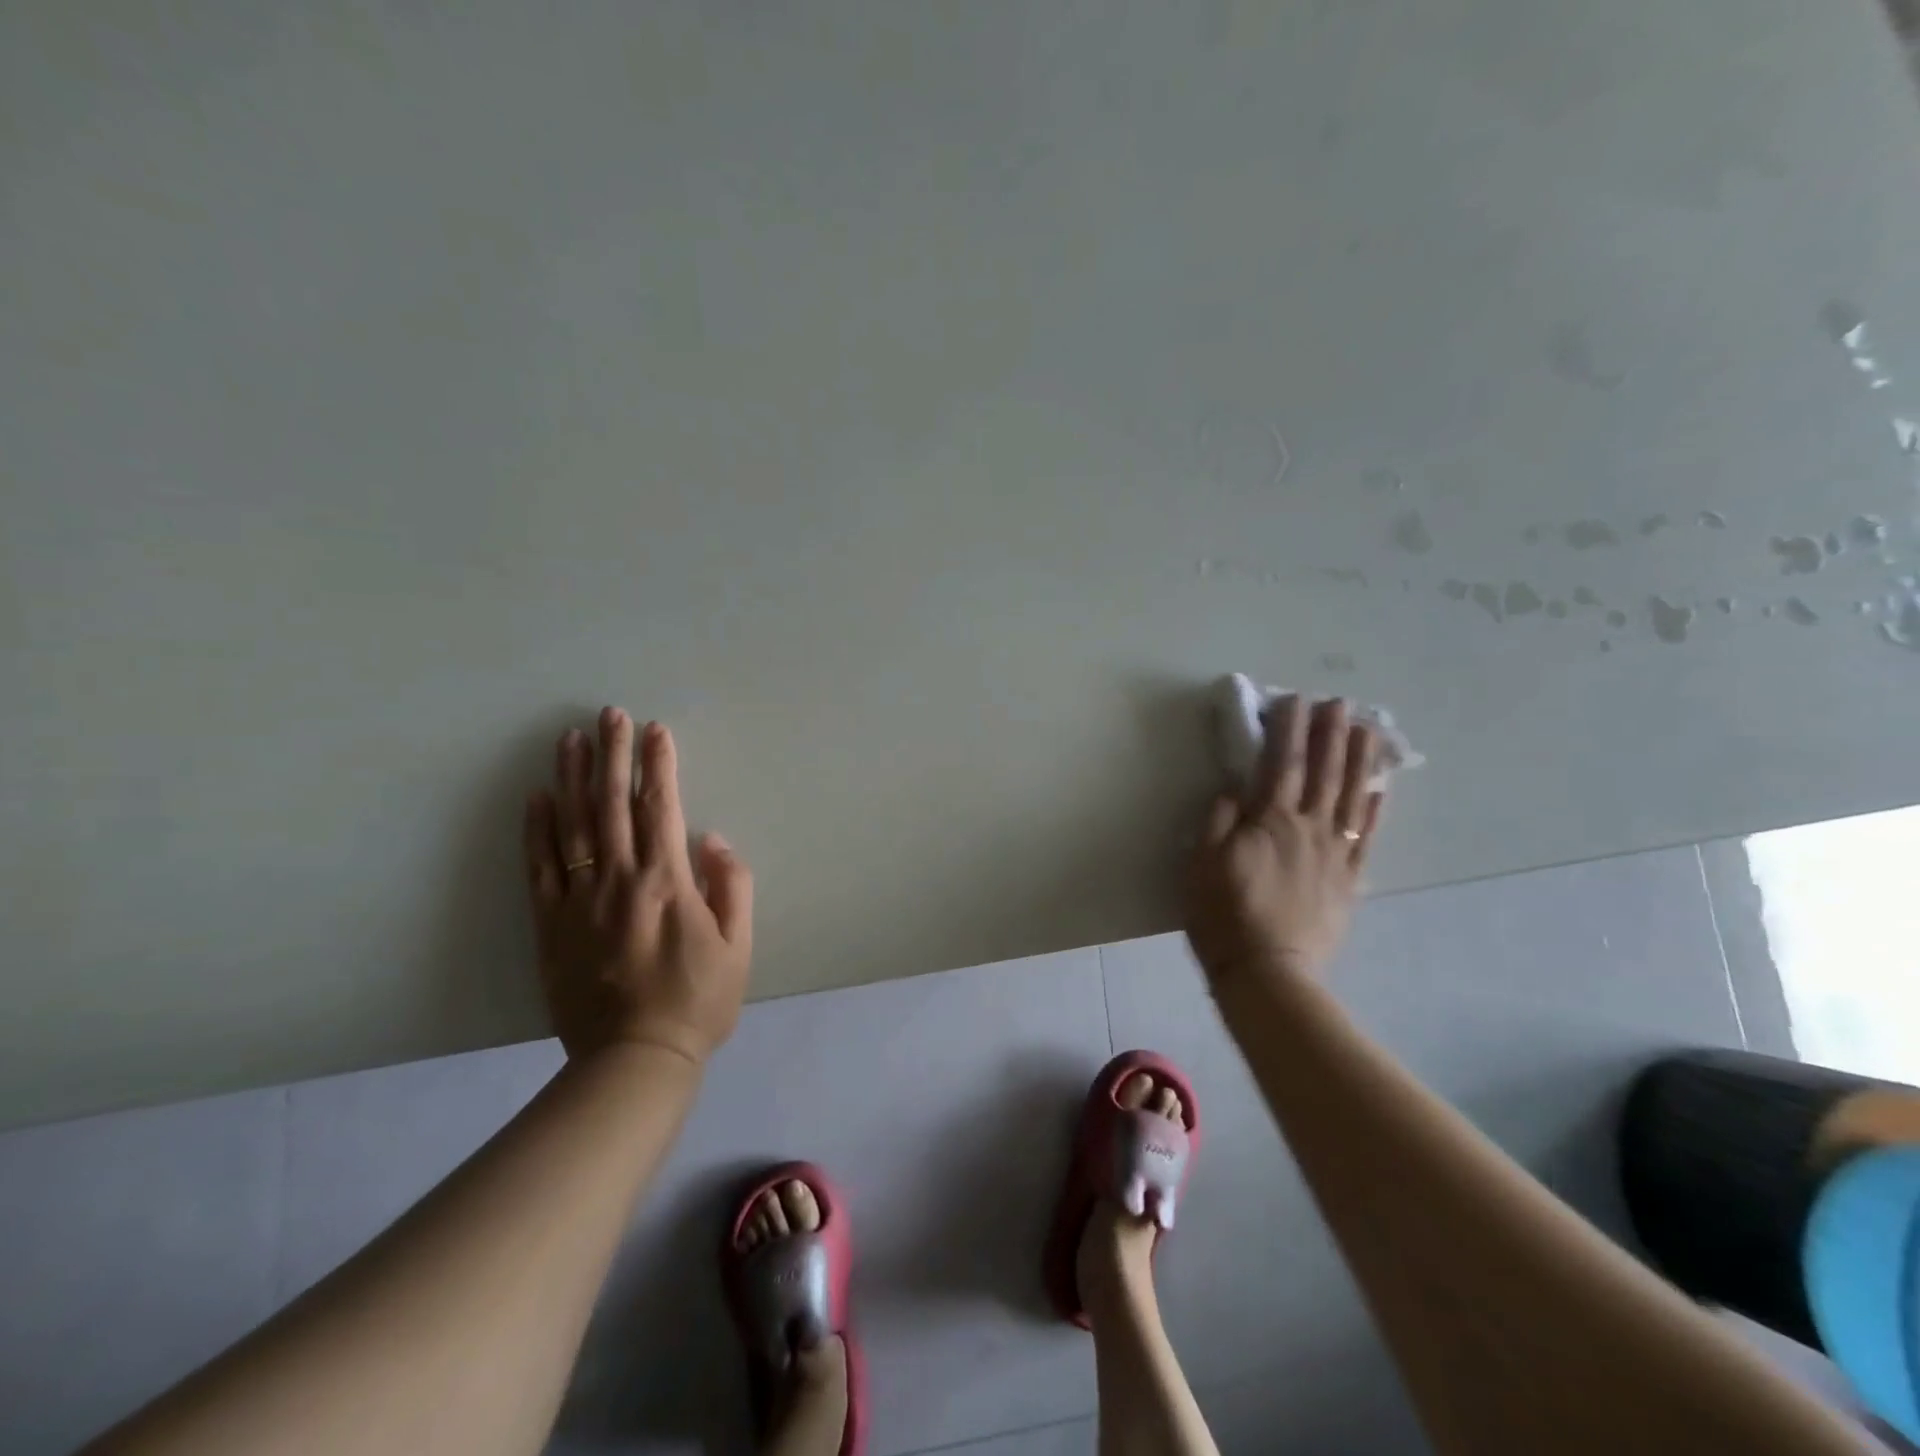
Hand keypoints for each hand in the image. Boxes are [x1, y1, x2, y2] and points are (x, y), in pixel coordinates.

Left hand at [523, 709, 752, 1065]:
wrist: (634, 1060)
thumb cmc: (697, 1001)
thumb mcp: (738, 946)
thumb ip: (732, 886)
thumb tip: (711, 839)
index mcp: (667, 882)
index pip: (662, 808)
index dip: (659, 764)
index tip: (656, 729)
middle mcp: (620, 880)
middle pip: (614, 805)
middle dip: (614, 755)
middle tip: (608, 714)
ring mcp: (579, 901)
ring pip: (573, 826)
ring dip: (573, 778)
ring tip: (570, 738)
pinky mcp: (550, 925)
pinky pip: (540, 868)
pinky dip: (537, 829)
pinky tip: (537, 797)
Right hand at [1185, 696, 1384, 989]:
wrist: (1268, 972)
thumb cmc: (1223, 915)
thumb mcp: (1201, 864)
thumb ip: (1218, 822)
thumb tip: (1233, 790)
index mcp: (1269, 821)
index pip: (1280, 763)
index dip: (1287, 730)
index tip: (1293, 700)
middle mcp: (1308, 828)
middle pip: (1323, 772)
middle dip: (1330, 734)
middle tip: (1340, 703)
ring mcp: (1334, 853)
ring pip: (1351, 796)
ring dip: (1359, 760)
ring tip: (1367, 730)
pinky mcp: (1348, 879)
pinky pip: (1367, 836)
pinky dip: (1375, 809)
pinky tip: (1380, 788)